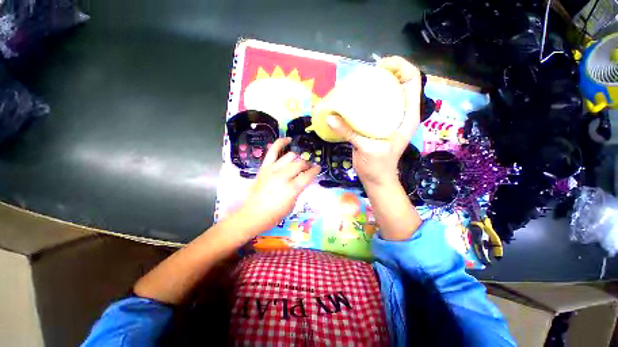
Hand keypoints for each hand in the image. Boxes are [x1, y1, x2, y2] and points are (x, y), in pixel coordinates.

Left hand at [235, 138, 320, 232]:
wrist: (254, 214)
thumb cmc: (275, 214)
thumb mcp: (292, 204)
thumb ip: (299, 189)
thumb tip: (302, 178)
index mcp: (291, 189)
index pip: (308, 175)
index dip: (315, 171)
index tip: (318, 168)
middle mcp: (283, 176)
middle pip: (300, 164)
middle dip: (307, 165)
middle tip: (308, 168)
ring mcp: (272, 169)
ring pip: (290, 156)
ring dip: (297, 158)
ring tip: (299, 161)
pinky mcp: (264, 167)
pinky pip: (273, 150)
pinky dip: (281, 143)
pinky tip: (288, 139)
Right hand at [326, 56, 421, 186]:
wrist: (376, 178)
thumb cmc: (378, 166)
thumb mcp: (367, 148)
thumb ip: (349, 132)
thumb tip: (329, 117)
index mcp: (406, 116)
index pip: (411, 81)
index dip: (400, 67)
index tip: (380, 67)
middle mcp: (398, 113)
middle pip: (397, 84)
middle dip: (384, 73)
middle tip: (365, 75)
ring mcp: (386, 119)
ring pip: (383, 95)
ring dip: (372, 87)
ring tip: (357, 85)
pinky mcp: (375, 125)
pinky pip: (371, 108)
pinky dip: (362, 102)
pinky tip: (351, 102)